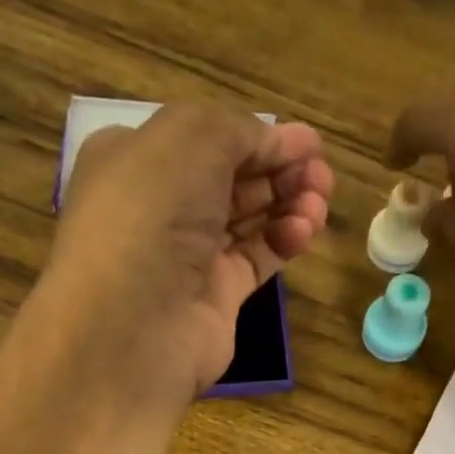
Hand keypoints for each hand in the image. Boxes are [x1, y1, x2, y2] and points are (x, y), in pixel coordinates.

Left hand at [43, 103, 332, 405]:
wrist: (133, 323)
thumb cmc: (151, 213)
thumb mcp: (191, 137)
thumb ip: (238, 130)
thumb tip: (272, 145)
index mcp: (134, 160)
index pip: (204, 140)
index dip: (257, 136)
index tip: (308, 142)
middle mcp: (158, 208)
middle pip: (230, 179)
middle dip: (280, 170)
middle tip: (321, 173)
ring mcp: (186, 257)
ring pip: (247, 220)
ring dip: (288, 203)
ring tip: (320, 200)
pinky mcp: (215, 298)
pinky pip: (256, 260)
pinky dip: (283, 241)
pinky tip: (304, 231)